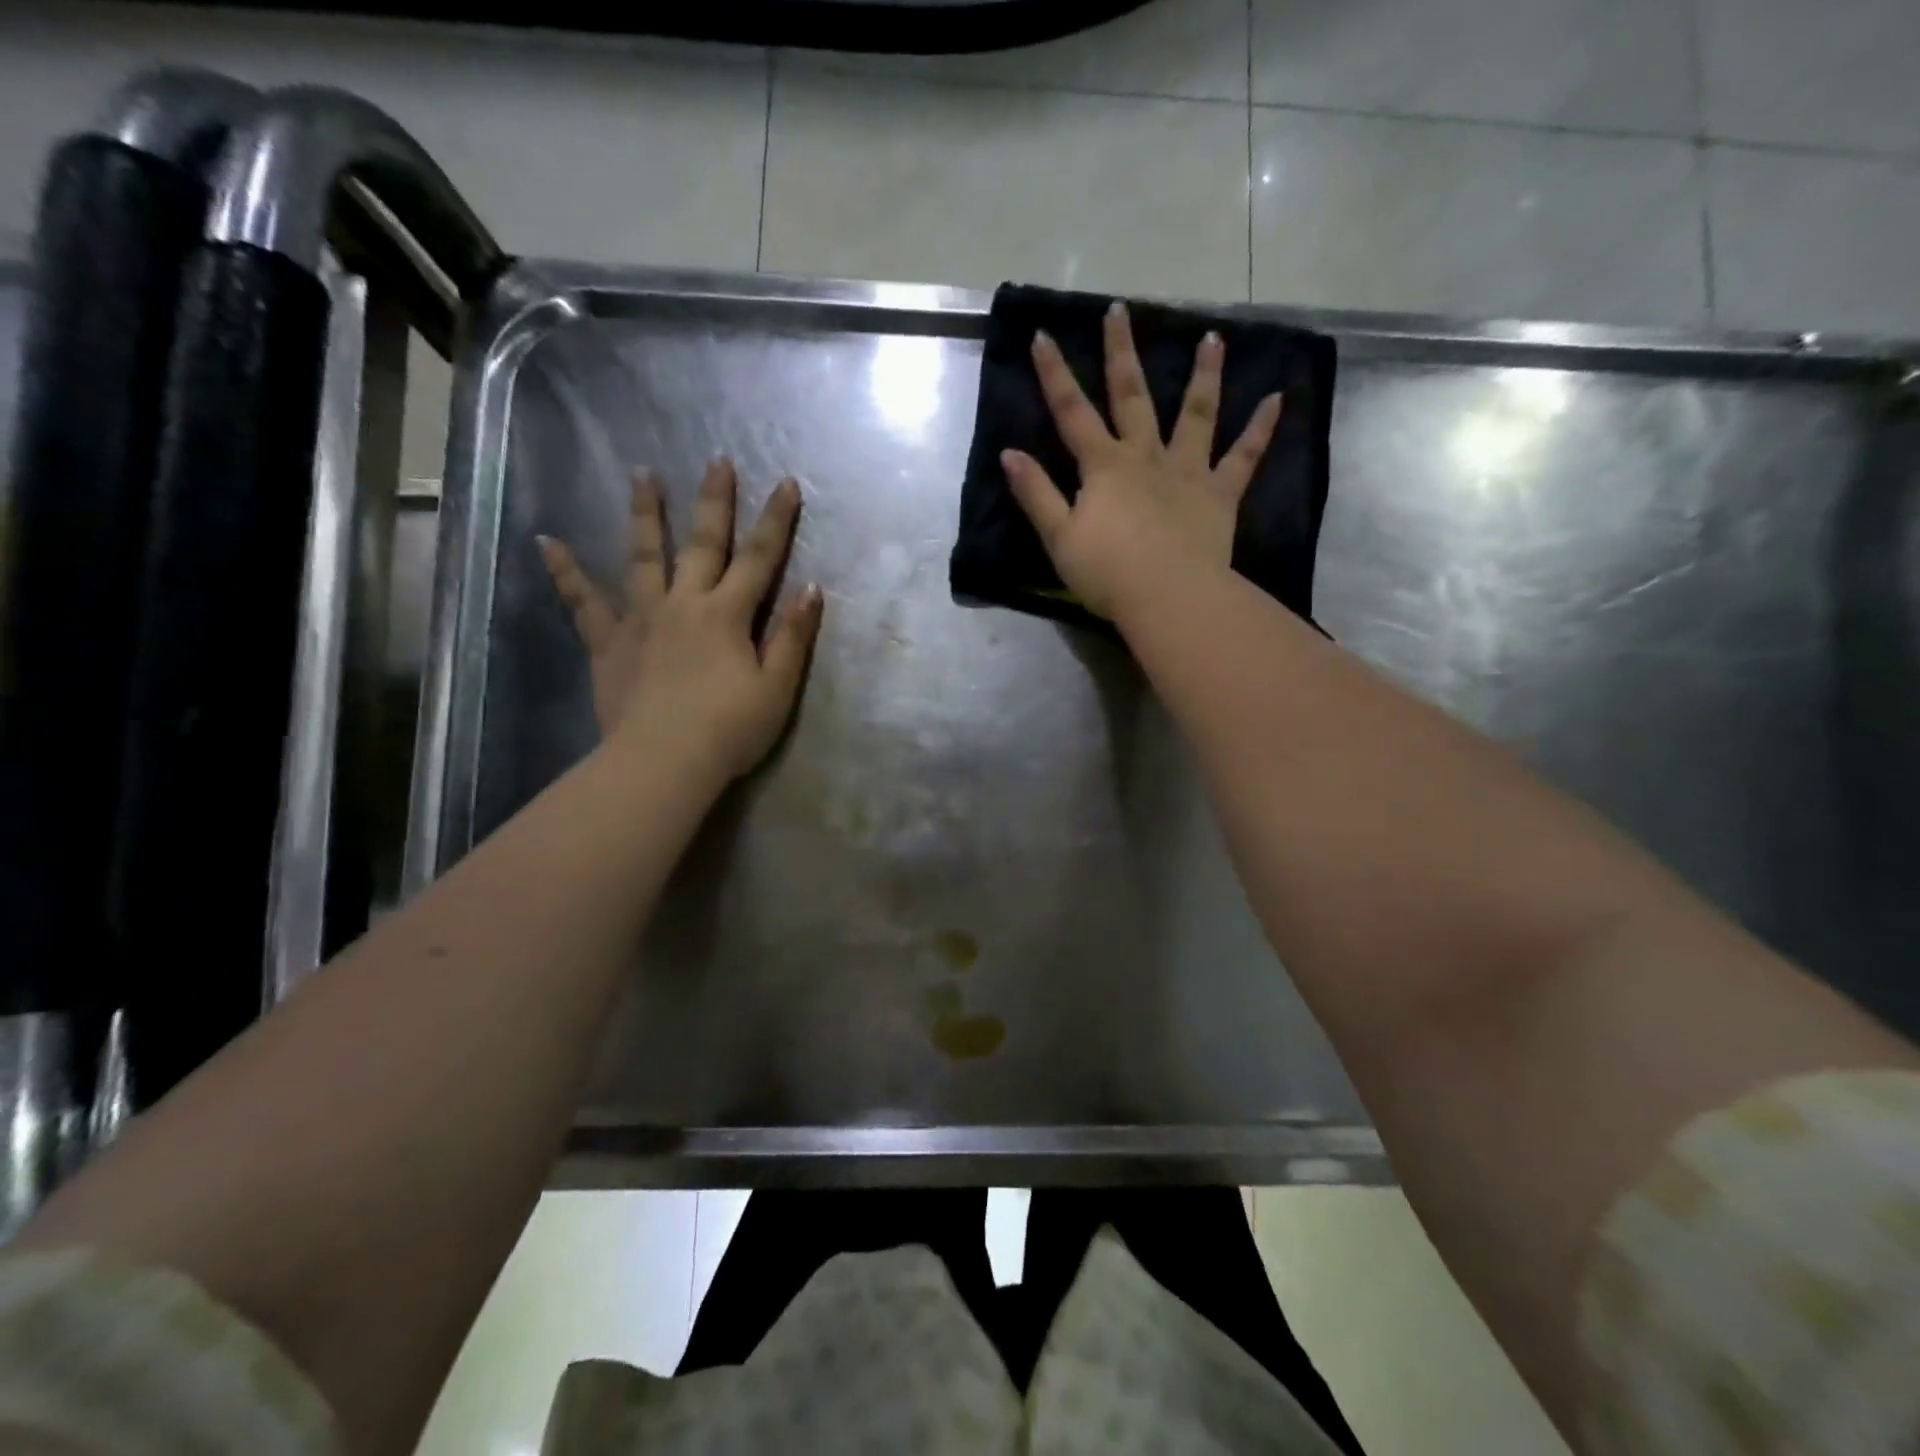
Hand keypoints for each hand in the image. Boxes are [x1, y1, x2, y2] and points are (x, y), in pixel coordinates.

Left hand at [537, 458, 823, 787]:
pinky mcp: (609, 643)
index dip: (777, 521)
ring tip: (642, 474)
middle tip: (717, 459)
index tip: (787, 482)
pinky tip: (547, 542)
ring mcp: (641, 619)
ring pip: (644, 557)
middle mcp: (684, 604)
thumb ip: (792, 636)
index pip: (760, 559)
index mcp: (728, 615)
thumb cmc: (729, 730)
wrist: (663, 762)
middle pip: (703, 544)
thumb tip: (810, 588)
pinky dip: (566, 572)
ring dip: (646, 514)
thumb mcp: (777, 688)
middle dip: (715, 502)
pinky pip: (584, 602)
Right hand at [1000, 302, 1282, 620]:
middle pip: (1132, 397)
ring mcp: (1187, 472)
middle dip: (1122, 352)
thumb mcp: (1059, 537)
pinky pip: (1243, 457)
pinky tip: (1278, 399)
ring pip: (1196, 414)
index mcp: (1104, 467)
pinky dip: (1261, 429)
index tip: (1043, 334)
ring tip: (1214, 338)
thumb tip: (1010, 454)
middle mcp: (1146, 457)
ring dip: (1204, 375)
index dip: (1055, 374)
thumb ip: (1036, 494)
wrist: (1168, 597)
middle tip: (1120, 310)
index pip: (1072, 412)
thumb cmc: (1108, 573)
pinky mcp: (1219, 495)